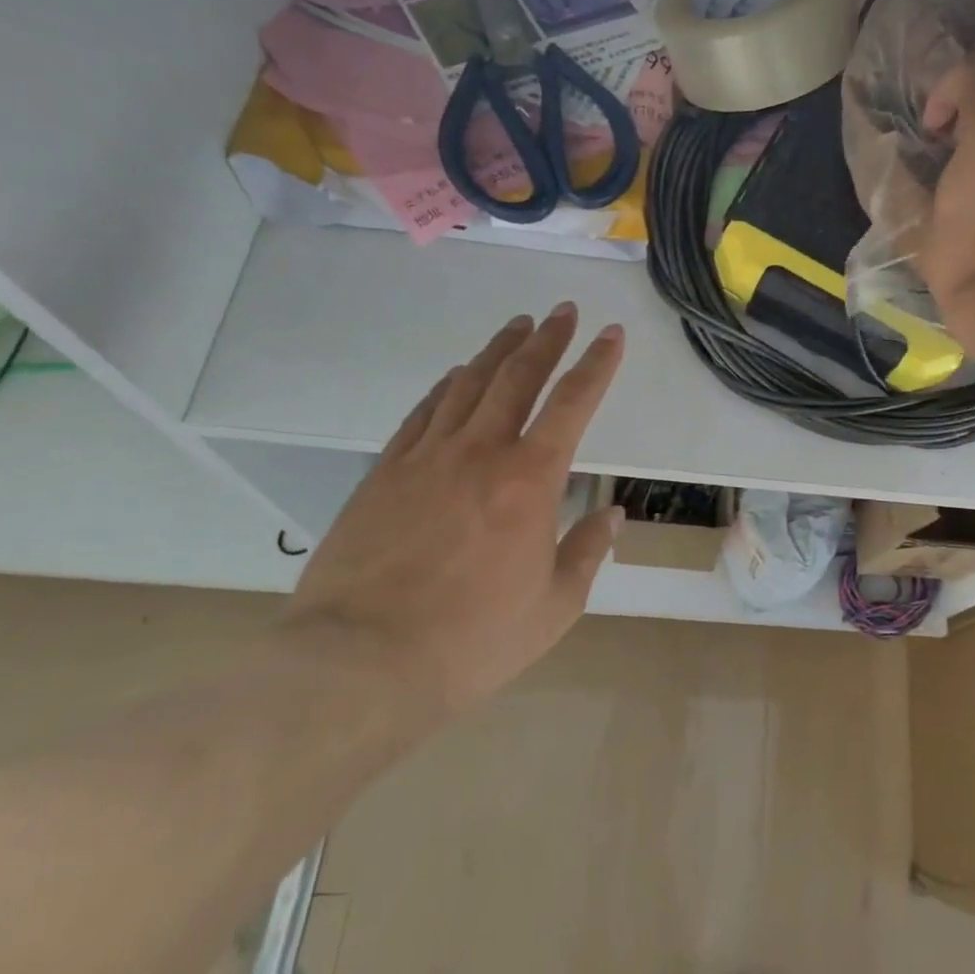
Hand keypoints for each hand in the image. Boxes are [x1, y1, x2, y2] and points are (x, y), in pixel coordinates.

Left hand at [281, 304, 623, 723]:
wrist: (361, 661)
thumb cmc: (473, 640)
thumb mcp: (554, 607)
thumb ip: (588, 552)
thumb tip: (613, 516)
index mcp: (530, 480)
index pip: (573, 404)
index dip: (597, 365)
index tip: (610, 334)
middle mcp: (480, 452)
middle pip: (518, 376)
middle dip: (547, 339)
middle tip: (563, 312)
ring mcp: (427, 457)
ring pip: (468, 384)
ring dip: (497, 350)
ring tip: (517, 326)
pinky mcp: (386, 472)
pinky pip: (423, 413)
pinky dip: (447, 387)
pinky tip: (457, 376)